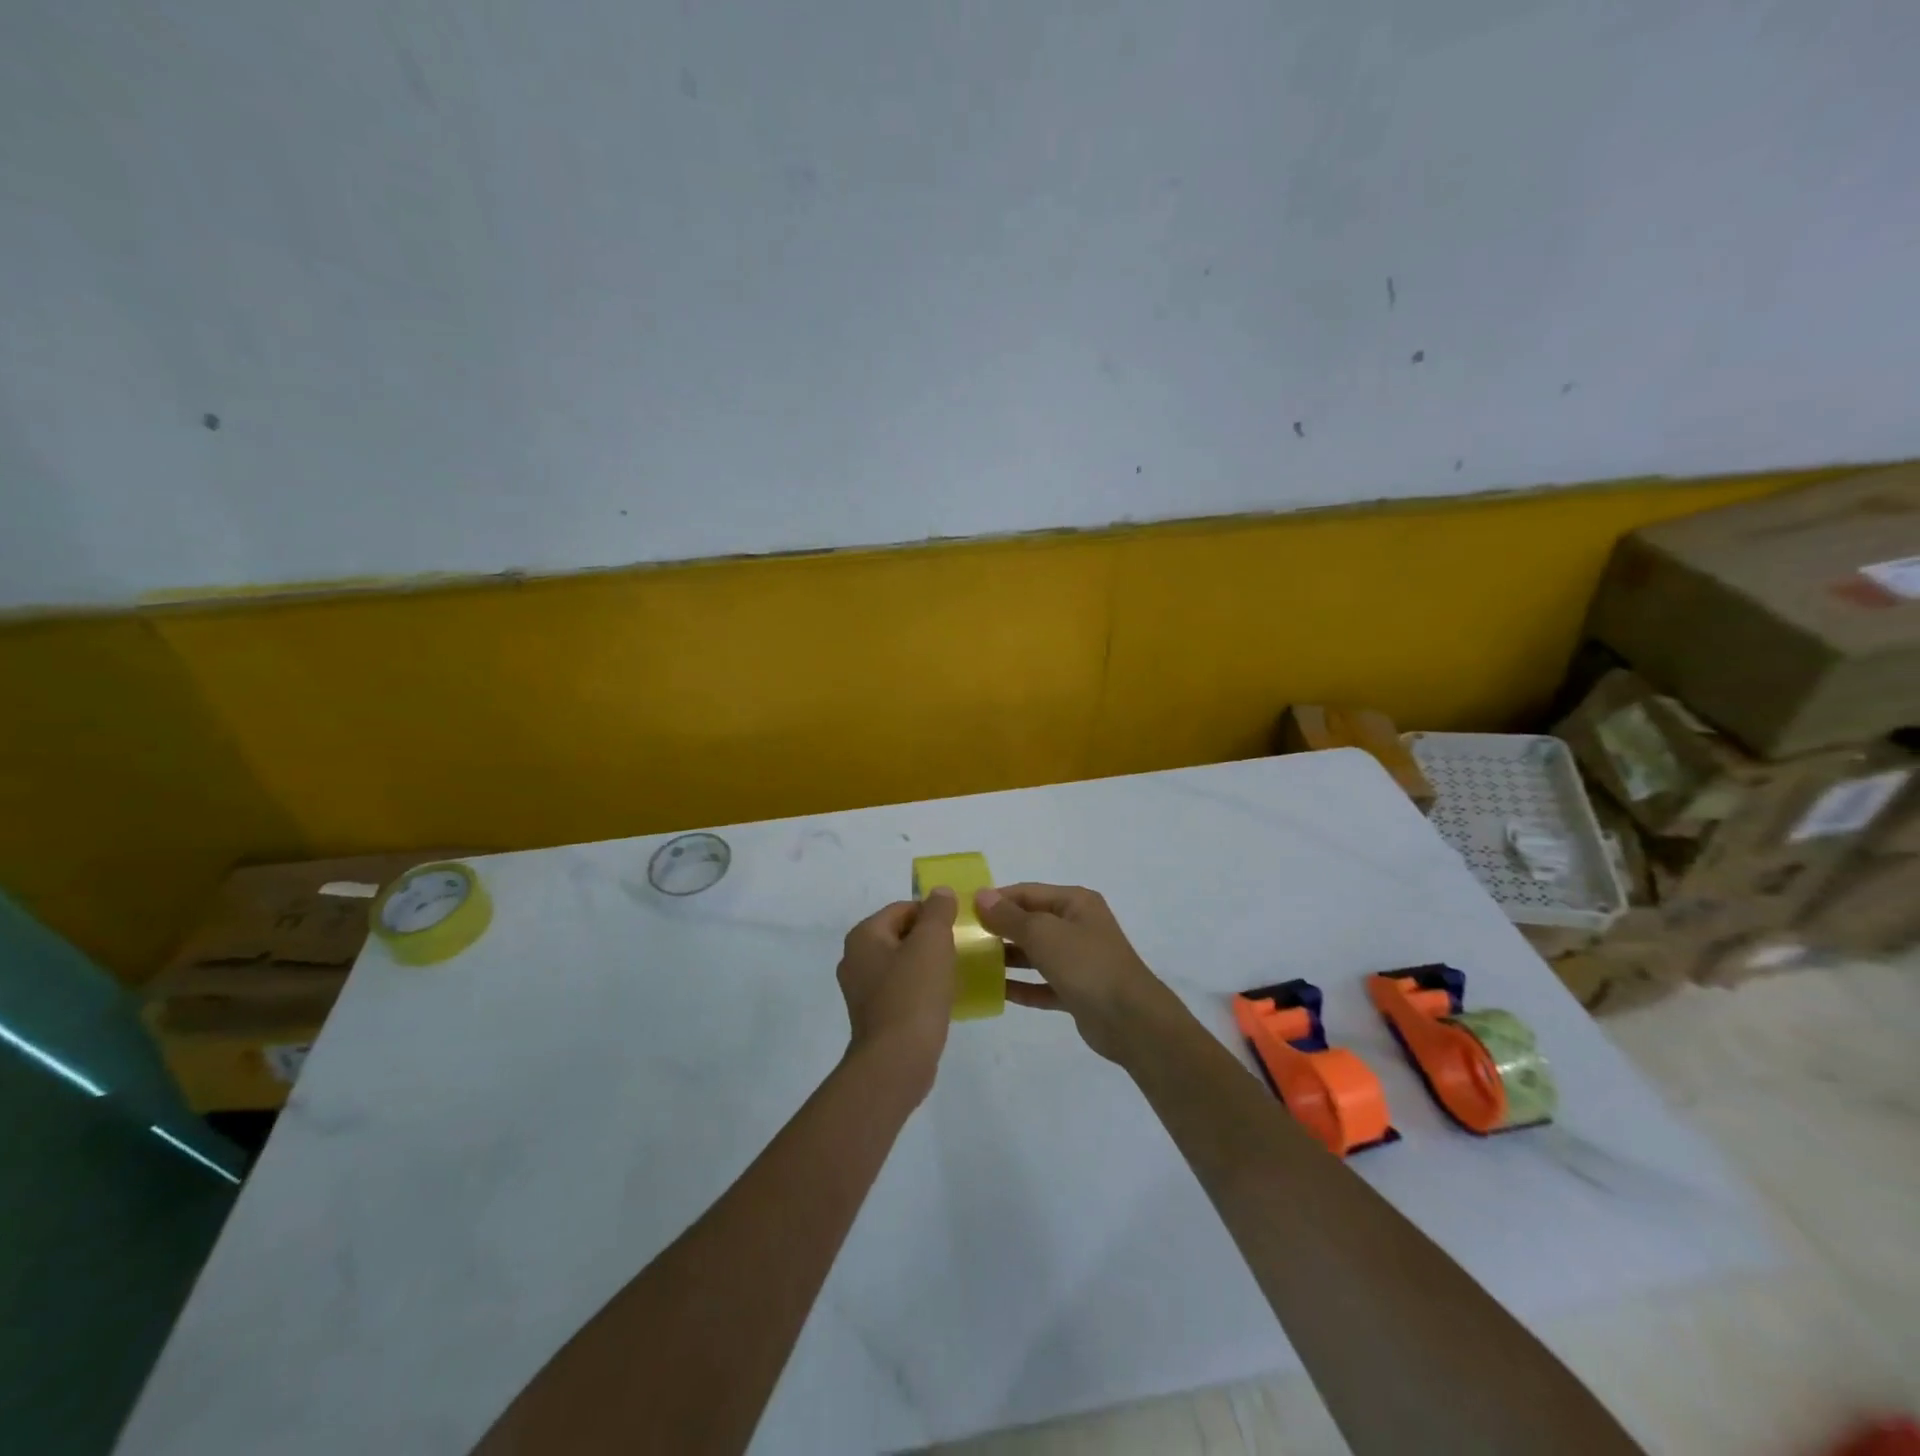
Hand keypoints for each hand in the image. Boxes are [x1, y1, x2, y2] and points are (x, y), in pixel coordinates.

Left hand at [836, 890, 957, 1091]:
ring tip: (953, 975)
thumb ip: (938, 911)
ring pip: (901, 964)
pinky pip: (900, 991)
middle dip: (930, 940)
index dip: (932, 914)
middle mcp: (854, 959)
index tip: (957, 929)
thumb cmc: (914, 993)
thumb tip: (940, 892)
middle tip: (958, 950)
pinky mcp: (873, 1017)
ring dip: (926, 966)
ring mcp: (860, 991)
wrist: (897, 1060)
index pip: (902, 909)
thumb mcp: (932, 941)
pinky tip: (941, 1000)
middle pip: (900, 935)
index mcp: (863, 936)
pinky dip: (920, 990)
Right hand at [974, 884, 1174, 1061]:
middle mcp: (1078, 926)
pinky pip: (1043, 984)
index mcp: (1075, 903)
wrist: (1131, 1021)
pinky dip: (1022, 986)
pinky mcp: (1077, 991)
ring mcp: (1079, 960)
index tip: (964, 911)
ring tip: (973, 964)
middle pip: (1031, 922)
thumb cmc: (1086, 965)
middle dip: (1000, 929)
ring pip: (1036, 954)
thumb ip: (1010, 917)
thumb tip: (981, 895)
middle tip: (964, 939)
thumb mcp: (1043, 934)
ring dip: (1007, 958)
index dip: (997, 899)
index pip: (1027, 892)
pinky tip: (996, 992)